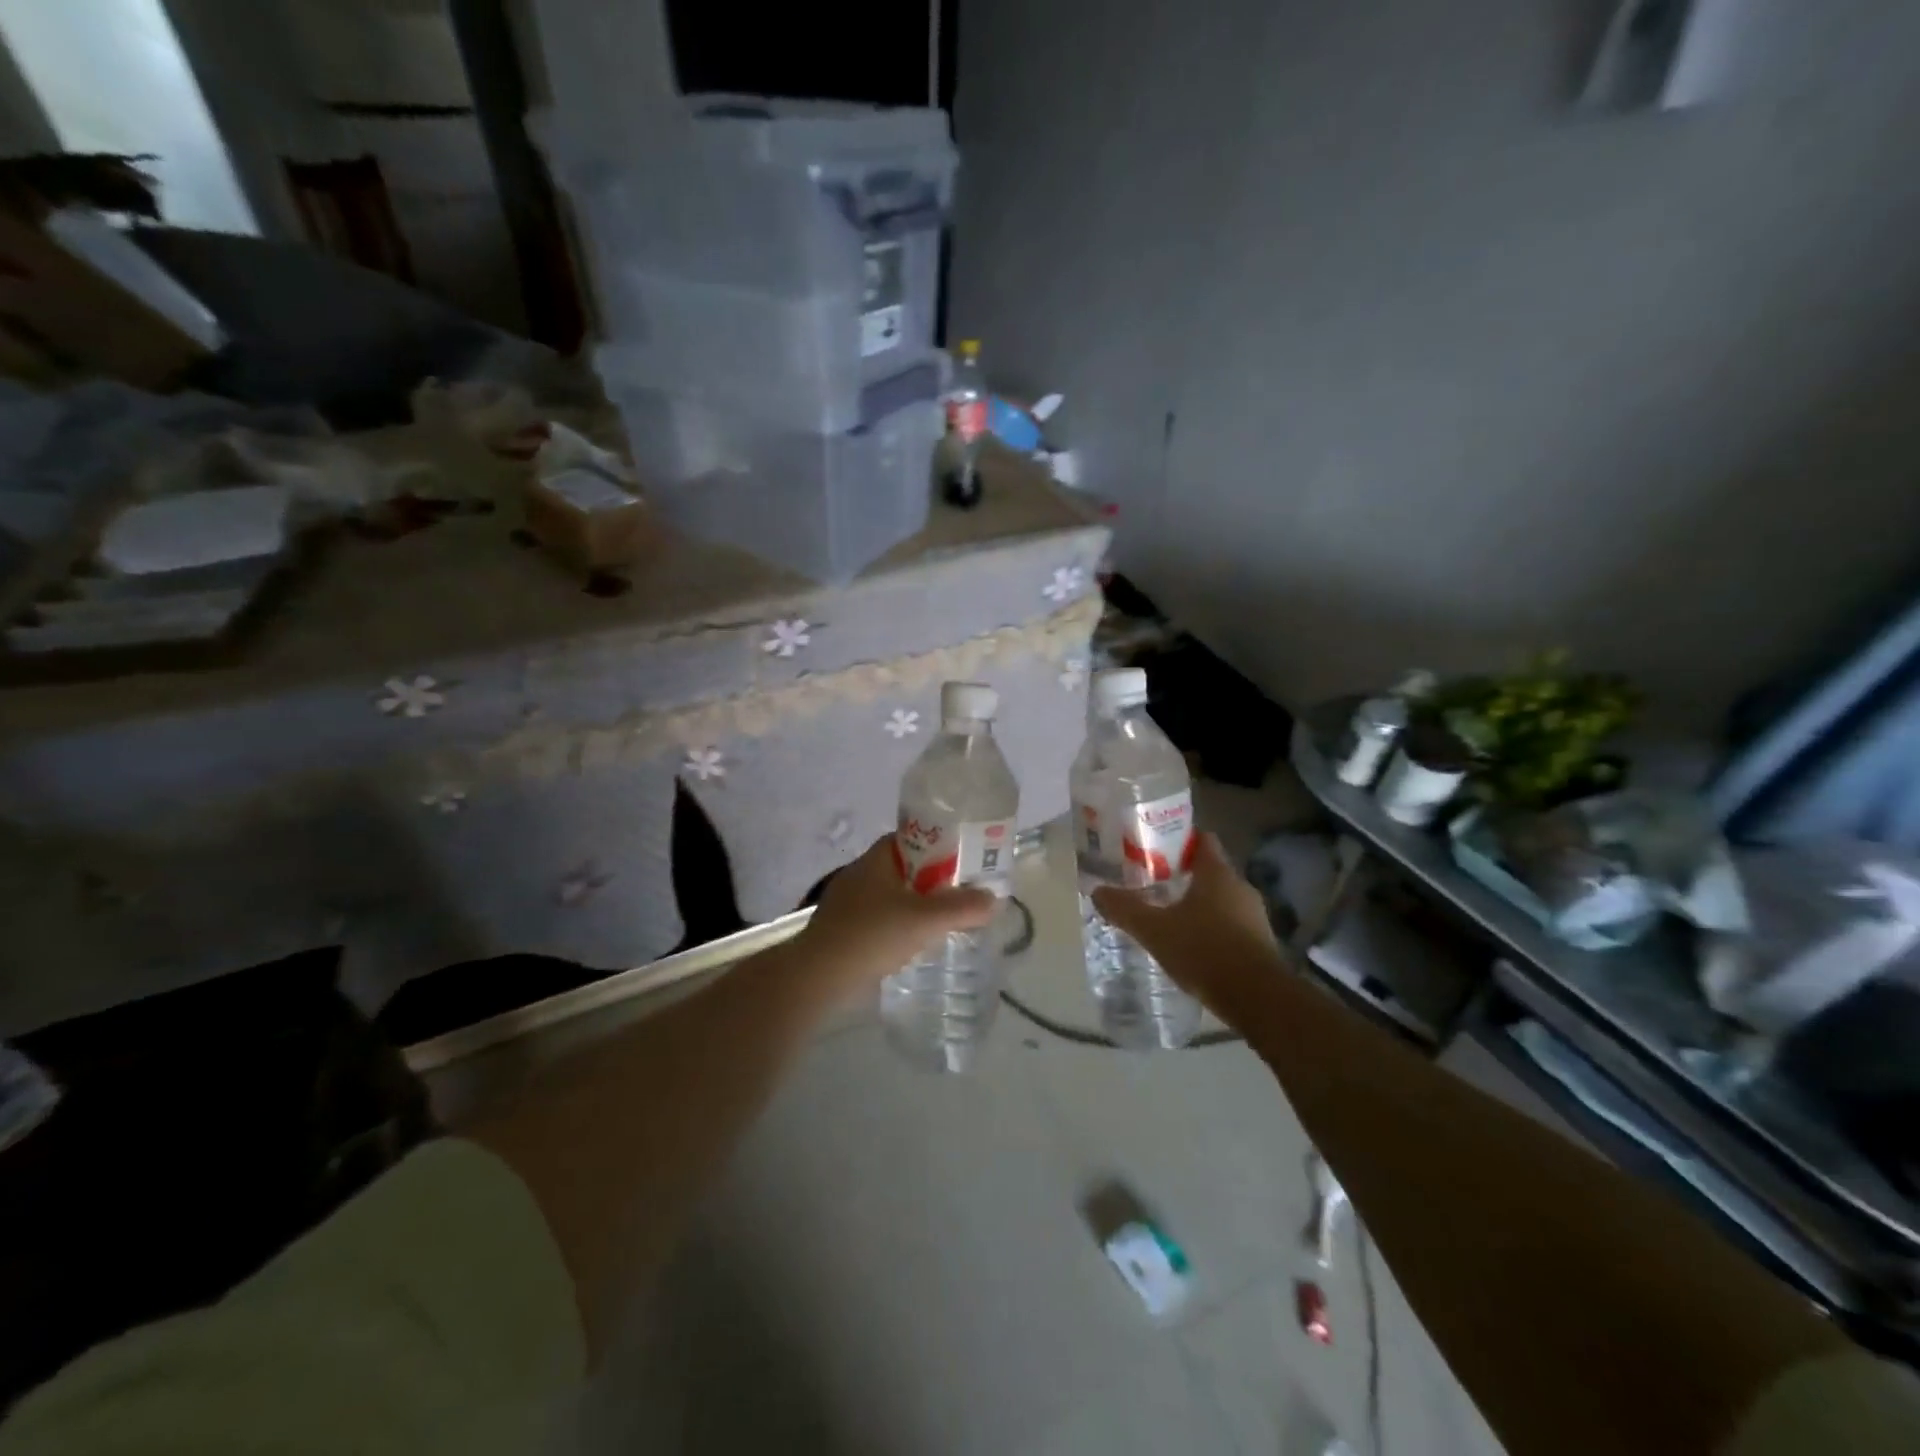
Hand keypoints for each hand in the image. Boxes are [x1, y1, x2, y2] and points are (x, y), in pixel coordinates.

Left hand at [792, 835, 997, 995]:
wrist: (817, 976)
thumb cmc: (871, 935)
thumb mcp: (925, 920)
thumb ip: (962, 908)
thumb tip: (994, 899)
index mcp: (877, 858)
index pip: (914, 838)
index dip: (941, 845)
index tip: (964, 861)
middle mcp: (861, 872)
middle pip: (906, 868)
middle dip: (933, 880)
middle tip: (962, 894)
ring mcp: (848, 901)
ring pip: (893, 895)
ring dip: (916, 905)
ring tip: (944, 921)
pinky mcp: (843, 928)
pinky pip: (880, 918)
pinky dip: (899, 925)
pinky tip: (913, 943)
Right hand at [1091, 833, 1284, 1011]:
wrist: (1258, 1000)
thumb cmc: (1205, 951)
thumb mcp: (1154, 930)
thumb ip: (1125, 909)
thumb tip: (1097, 892)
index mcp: (1217, 873)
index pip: (1201, 839)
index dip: (1178, 839)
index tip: (1153, 847)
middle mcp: (1240, 887)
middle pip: (1209, 870)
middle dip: (1182, 875)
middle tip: (1152, 883)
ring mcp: (1255, 916)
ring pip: (1220, 899)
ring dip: (1197, 905)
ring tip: (1167, 917)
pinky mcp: (1261, 944)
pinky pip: (1231, 925)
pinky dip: (1211, 929)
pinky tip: (1191, 946)